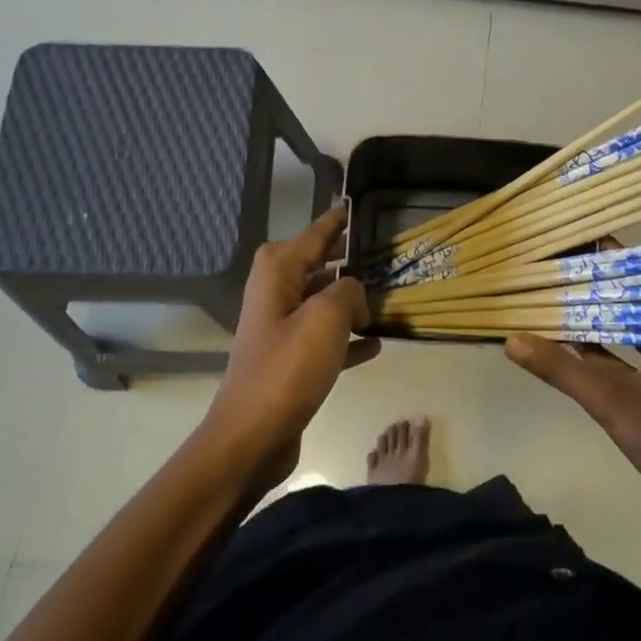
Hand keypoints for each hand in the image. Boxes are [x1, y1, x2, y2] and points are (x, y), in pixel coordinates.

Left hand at [204, 205, 380, 478]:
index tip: (360, 204)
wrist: (252, 436)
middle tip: (384, 251)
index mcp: (278, 274)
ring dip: (352, 299)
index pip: (314, 234)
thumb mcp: (327, 316)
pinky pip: (327, 338)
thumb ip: (349, 290)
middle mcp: (276, 295)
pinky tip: (377, 343)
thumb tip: (356, 294)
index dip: (337, 220)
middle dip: (347, 258)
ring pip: (323, 302)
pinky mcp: (291, 363)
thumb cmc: (287, 368)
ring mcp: (282, 330)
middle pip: (317, 265)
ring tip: (388, 294)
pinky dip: (348, 338)